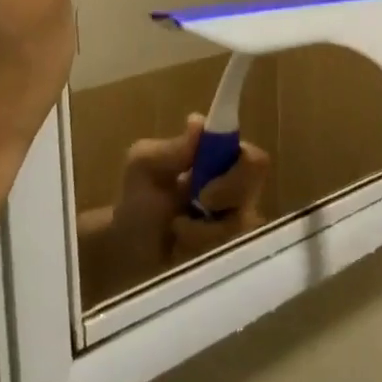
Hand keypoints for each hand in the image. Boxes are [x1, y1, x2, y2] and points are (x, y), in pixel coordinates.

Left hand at [76, 115, 270, 298]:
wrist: (126, 252)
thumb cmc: (138, 201)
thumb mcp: (144, 166)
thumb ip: (171, 148)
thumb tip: (198, 121)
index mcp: (224, 164)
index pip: (255, 160)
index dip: (240, 169)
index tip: (206, 182)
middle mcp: (239, 194)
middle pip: (255, 194)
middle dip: (224, 198)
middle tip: (197, 203)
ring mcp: (237, 229)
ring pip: (241, 228)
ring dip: (203, 231)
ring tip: (177, 230)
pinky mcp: (231, 259)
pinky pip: (230, 257)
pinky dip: (200, 251)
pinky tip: (181, 250)